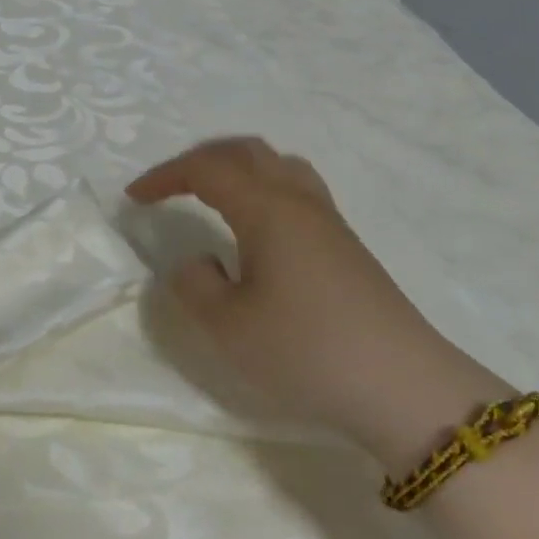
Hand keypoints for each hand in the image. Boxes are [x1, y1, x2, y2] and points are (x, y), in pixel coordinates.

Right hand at [127, 137, 511, 470]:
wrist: (404, 387)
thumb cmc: (307, 351)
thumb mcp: (227, 327)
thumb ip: (194, 286)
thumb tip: (197, 262)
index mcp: (266, 209)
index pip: (206, 169)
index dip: (164, 176)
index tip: (134, 199)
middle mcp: (298, 201)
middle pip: (245, 151)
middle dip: (199, 160)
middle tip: (169, 186)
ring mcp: (329, 221)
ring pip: (277, 164)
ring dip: (236, 167)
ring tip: (213, 193)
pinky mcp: (347, 245)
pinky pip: (297, 188)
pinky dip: (263, 186)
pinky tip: (258, 226)